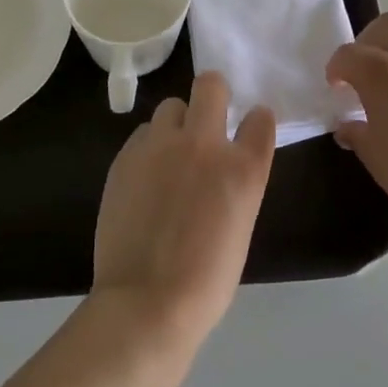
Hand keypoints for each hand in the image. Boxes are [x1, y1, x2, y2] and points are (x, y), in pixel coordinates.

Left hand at [92, 72, 275, 349]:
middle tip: (207, 121)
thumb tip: (222, 169)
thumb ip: (235, 184)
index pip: (260, 118)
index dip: (255, 121)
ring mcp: (161, 145)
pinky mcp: (126, 156)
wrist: (147, 301)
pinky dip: (149, 147)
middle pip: (211, 85)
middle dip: (212, 95)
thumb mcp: (240, 226)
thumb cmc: (206, 280)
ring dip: (177, 124)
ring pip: (171, 106)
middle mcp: (205, 144)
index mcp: (243, 168)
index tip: (248, 130)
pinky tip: (145, 177)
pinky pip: (143, 134)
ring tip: (170, 155)